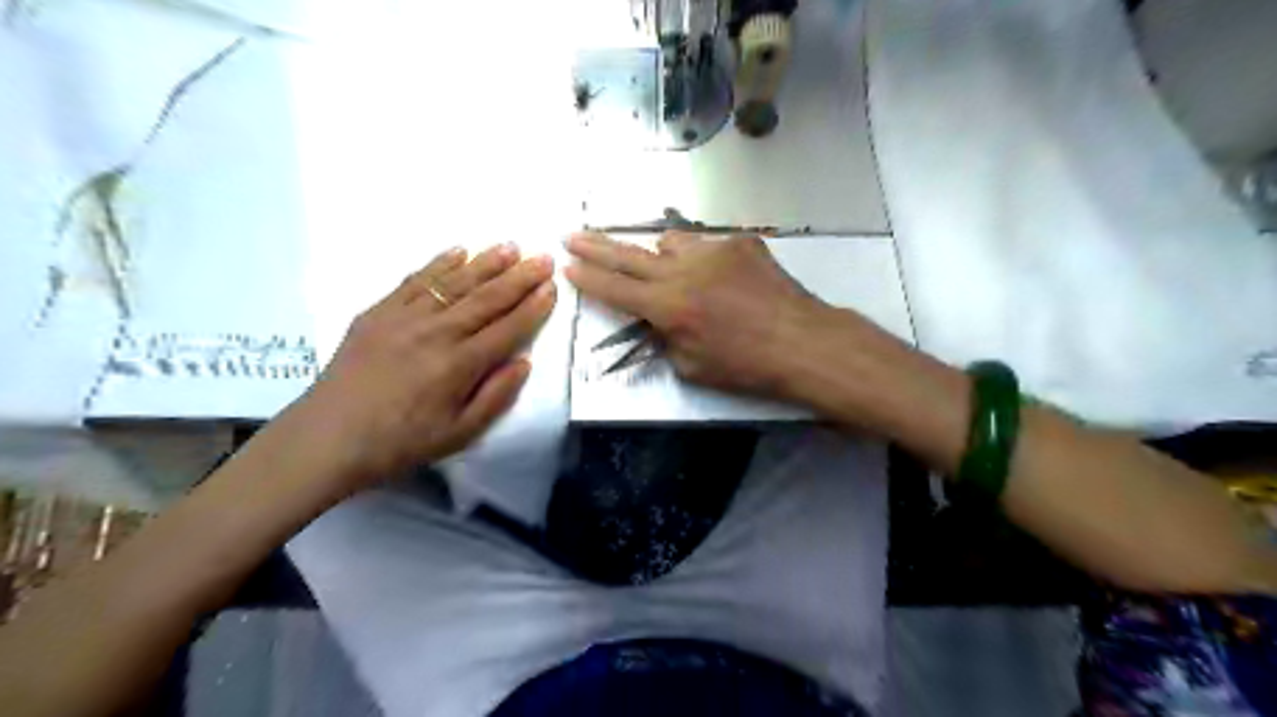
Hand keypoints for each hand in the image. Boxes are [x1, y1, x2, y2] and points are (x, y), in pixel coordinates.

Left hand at [291, 243, 556, 490]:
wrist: (328, 438)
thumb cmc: (400, 442)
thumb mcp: (459, 433)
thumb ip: (496, 396)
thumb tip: (524, 361)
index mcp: (459, 365)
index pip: (507, 328)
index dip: (533, 307)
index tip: (552, 287)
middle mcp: (436, 333)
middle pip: (486, 299)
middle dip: (519, 277)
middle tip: (543, 257)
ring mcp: (405, 317)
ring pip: (454, 283)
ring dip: (486, 262)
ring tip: (510, 246)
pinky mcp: (378, 312)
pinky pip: (415, 280)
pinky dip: (439, 264)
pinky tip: (458, 251)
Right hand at [562, 229, 823, 394]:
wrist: (803, 342)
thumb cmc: (746, 367)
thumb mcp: (692, 366)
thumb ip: (665, 337)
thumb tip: (658, 318)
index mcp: (669, 306)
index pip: (615, 288)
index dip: (588, 278)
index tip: (567, 265)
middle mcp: (685, 270)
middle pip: (629, 254)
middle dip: (595, 246)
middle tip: (571, 235)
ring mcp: (714, 250)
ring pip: (670, 241)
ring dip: (660, 254)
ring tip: (668, 269)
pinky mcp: (742, 242)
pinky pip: (709, 246)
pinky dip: (704, 260)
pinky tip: (723, 280)